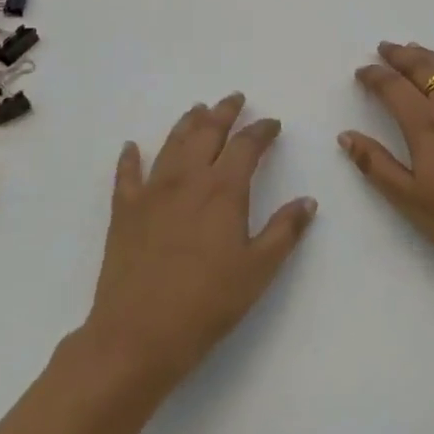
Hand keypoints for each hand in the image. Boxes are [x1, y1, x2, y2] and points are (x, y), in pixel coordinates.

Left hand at [81, 94, 316, 393]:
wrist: (137, 335)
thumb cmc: (206, 304)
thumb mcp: (258, 270)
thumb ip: (285, 231)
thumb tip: (309, 201)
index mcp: (223, 190)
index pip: (246, 145)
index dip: (262, 130)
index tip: (272, 124)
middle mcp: (187, 179)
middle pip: (207, 132)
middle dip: (224, 112)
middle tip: (234, 98)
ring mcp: (152, 191)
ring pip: (172, 143)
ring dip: (187, 123)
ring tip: (197, 109)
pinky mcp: (124, 210)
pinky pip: (126, 174)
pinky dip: (130, 157)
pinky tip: (131, 147)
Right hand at [341, 42, 433, 283]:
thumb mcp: (410, 201)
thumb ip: (376, 165)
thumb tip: (346, 135)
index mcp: (425, 125)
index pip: (393, 88)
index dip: (374, 76)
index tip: (361, 71)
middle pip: (423, 69)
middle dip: (400, 56)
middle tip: (385, 48)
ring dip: (430, 57)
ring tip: (415, 50)